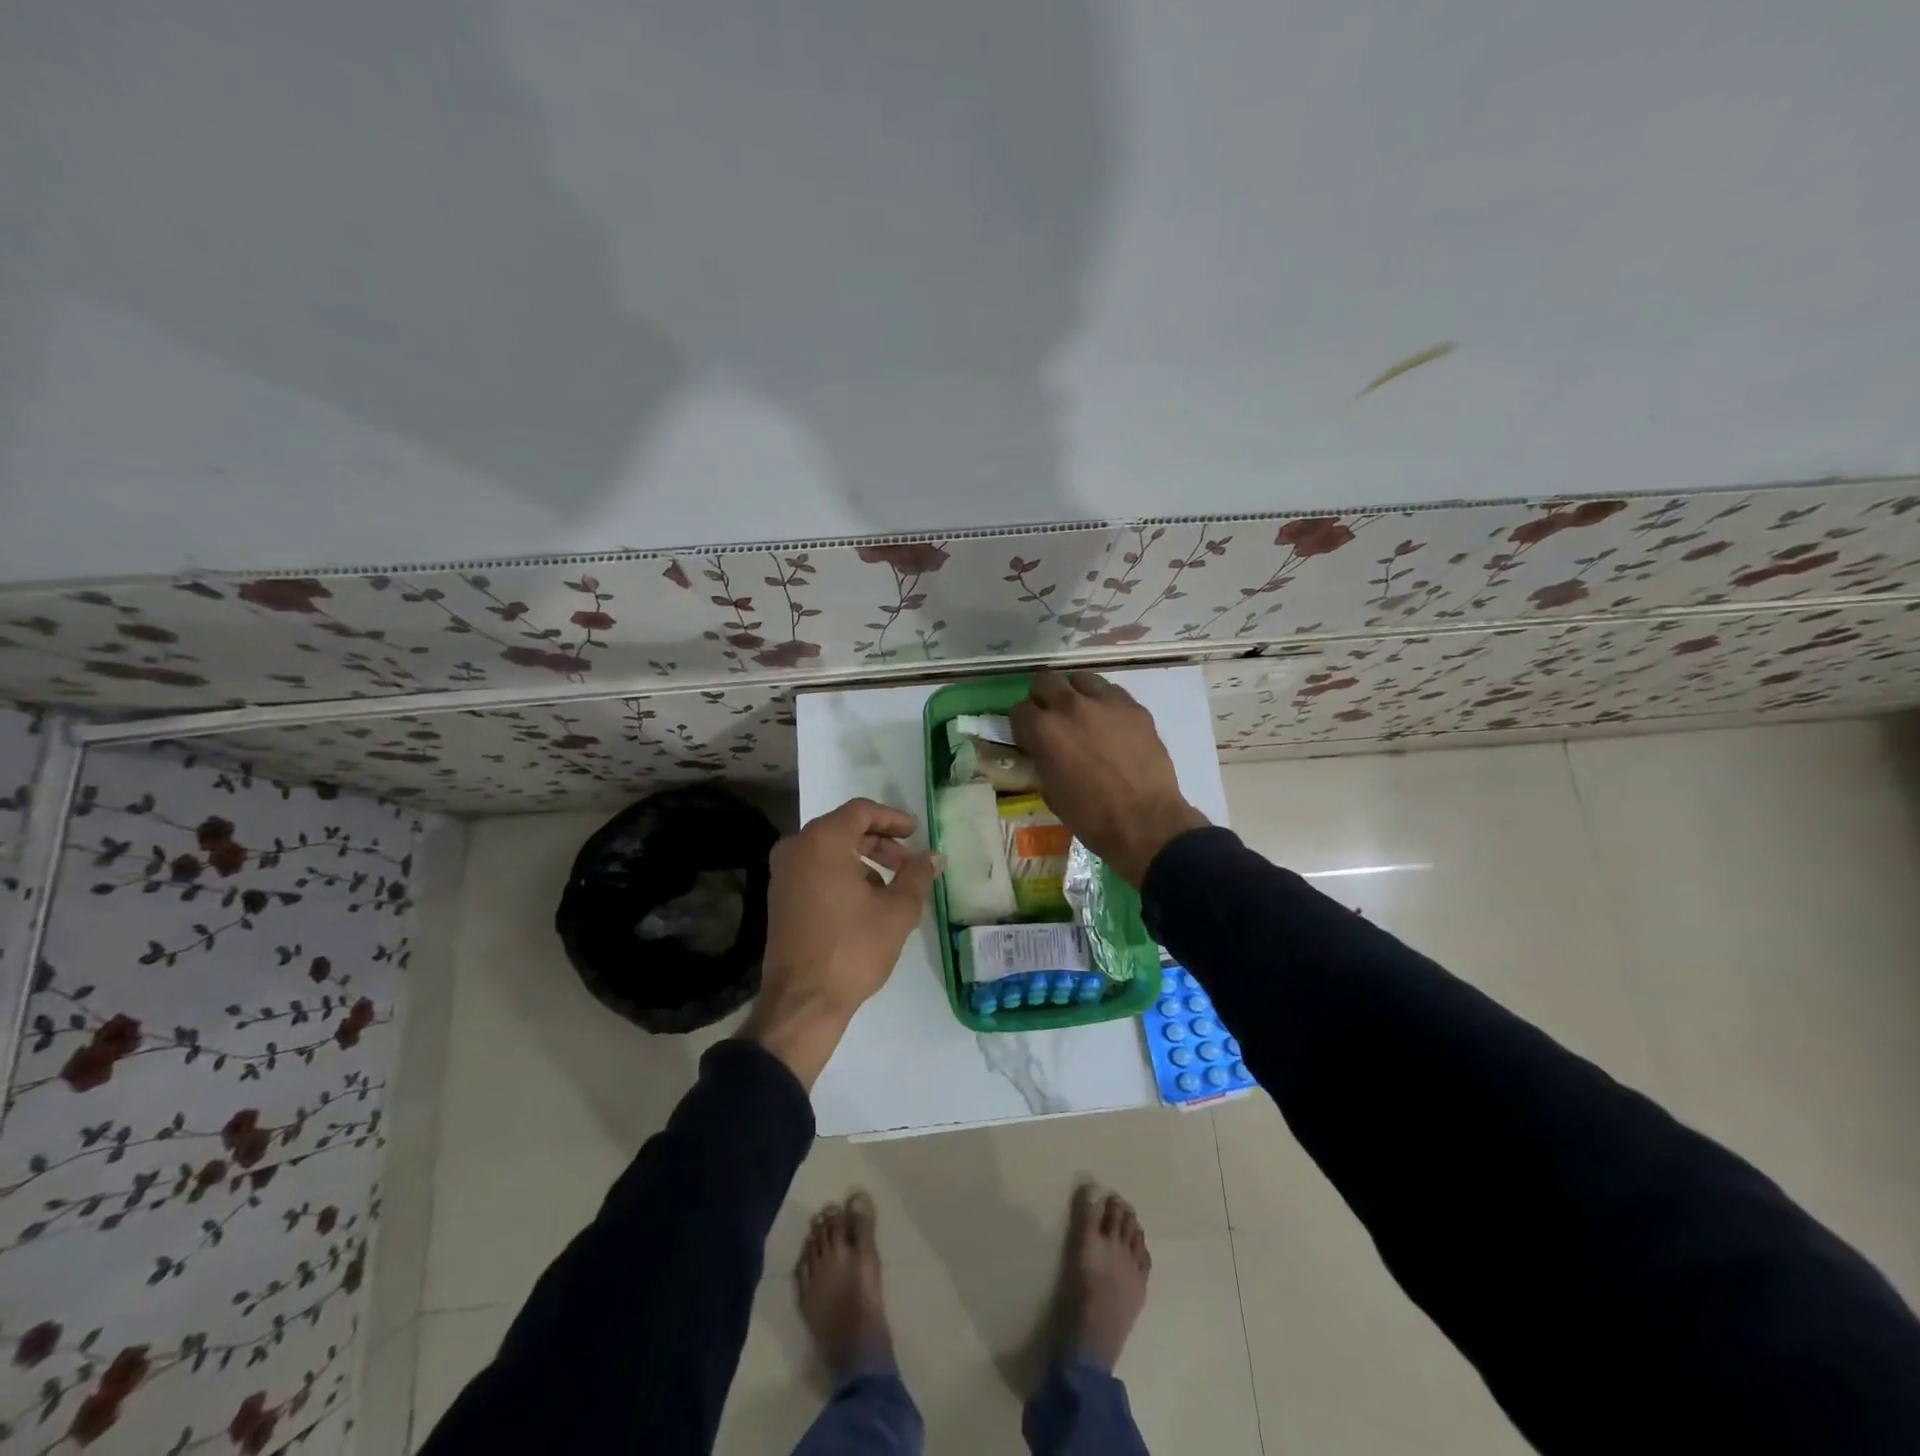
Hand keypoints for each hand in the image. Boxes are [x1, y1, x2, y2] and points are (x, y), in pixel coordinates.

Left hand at [743, 797, 939, 1087]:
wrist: (802, 1002)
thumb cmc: (852, 949)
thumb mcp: (897, 911)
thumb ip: (917, 876)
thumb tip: (933, 856)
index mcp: (822, 841)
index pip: (861, 811)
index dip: (892, 818)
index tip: (916, 832)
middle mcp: (796, 848)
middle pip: (844, 828)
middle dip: (880, 842)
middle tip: (908, 861)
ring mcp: (783, 873)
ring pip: (829, 851)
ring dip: (862, 859)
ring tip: (891, 885)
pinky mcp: (779, 897)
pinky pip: (815, 870)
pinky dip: (842, 874)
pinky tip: (865, 901)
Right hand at [1011, 670, 1208, 887]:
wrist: (1144, 821)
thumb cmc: (1090, 816)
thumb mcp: (1050, 790)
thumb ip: (1041, 757)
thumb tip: (1041, 747)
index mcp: (1044, 730)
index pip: (1019, 709)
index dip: (1022, 723)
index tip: (1028, 735)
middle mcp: (1070, 706)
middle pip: (1046, 680)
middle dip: (1043, 696)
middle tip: (1050, 716)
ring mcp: (1105, 702)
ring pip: (1081, 678)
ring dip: (1075, 693)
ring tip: (1082, 714)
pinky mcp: (1134, 706)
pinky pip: (1112, 692)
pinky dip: (1104, 703)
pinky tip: (1110, 724)